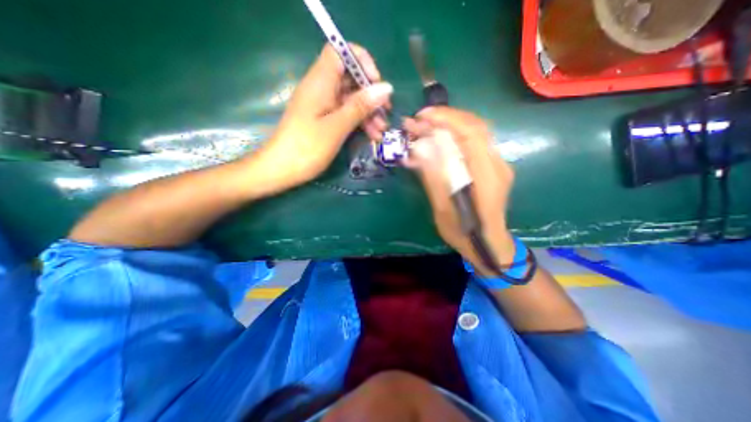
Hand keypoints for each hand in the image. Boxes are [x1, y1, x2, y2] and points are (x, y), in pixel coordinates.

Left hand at [250, 42, 395, 193]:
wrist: (282, 169)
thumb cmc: (307, 147)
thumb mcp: (337, 127)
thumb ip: (360, 106)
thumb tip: (386, 88)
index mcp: (320, 82)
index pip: (340, 51)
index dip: (361, 61)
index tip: (376, 82)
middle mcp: (322, 89)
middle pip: (350, 78)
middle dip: (371, 94)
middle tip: (386, 113)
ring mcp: (323, 106)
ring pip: (351, 99)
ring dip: (368, 113)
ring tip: (381, 131)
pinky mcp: (324, 120)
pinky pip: (346, 114)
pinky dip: (359, 122)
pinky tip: (372, 136)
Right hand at [405, 107, 516, 273]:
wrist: (488, 244)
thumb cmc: (464, 233)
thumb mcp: (443, 209)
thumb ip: (433, 178)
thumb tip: (418, 151)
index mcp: (486, 177)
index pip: (470, 134)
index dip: (446, 119)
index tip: (422, 117)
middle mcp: (497, 165)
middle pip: (475, 126)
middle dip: (446, 118)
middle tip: (420, 120)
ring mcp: (498, 164)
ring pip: (476, 131)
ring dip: (450, 124)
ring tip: (425, 127)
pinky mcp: (493, 167)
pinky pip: (474, 143)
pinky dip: (455, 135)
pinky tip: (439, 139)